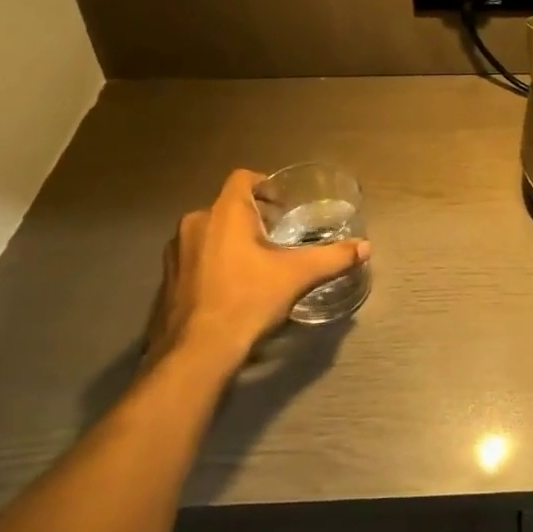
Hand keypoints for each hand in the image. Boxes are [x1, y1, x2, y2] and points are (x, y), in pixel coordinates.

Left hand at [148, 169, 369, 375]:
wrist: (197, 353)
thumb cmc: (248, 300)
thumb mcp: (298, 276)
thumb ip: (333, 258)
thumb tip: (366, 247)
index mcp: (224, 213)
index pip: (242, 178)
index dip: (264, 184)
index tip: (283, 204)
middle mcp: (194, 224)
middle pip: (227, 206)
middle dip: (253, 216)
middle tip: (278, 235)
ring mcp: (176, 253)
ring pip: (209, 232)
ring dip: (231, 239)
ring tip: (257, 262)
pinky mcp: (166, 280)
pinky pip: (195, 257)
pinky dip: (214, 262)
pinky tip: (232, 286)